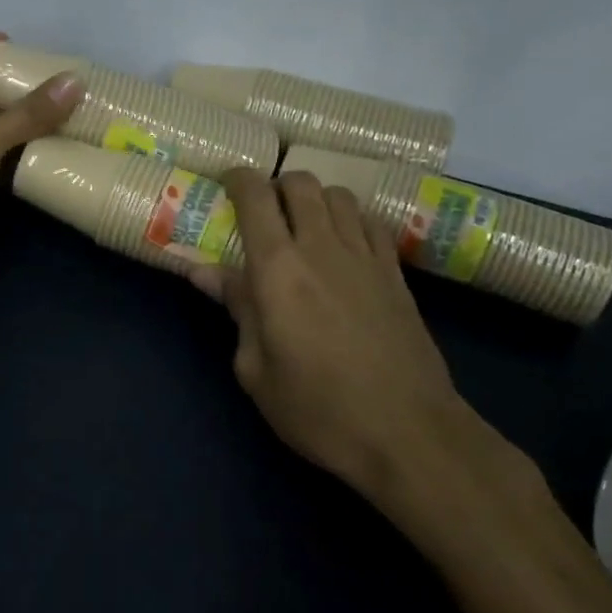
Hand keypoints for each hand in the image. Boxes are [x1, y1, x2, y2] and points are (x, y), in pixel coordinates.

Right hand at [190, 169, 496, 528]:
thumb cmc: (318, 408)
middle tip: (264, 212)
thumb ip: (235, 308)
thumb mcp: (256, 369)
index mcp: (277, 268)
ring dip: (315, 199)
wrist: (408, 433)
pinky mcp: (396, 273)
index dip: (237, 179)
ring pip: (338, 195)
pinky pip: (371, 222)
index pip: (255, 196)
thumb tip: (203, 271)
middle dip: (276, 186)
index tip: (225, 185)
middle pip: (300, 183)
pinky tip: (344, 245)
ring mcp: (364, 256)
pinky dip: (351, 219)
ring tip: (304, 226)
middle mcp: (321, 247)